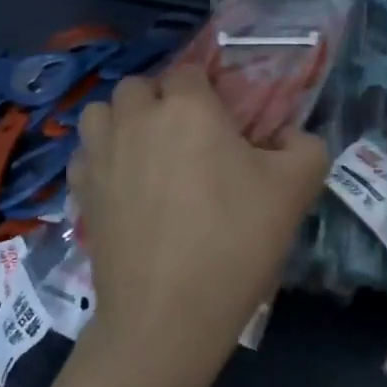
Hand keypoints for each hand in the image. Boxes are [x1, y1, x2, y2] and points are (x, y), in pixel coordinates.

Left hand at [64, 66, 328, 386]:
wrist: (168, 316)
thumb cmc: (235, 242)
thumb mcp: (297, 188)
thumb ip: (306, 145)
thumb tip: (288, 137)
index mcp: (188, 107)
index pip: (191, 71)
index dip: (210, 91)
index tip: (227, 123)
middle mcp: (136, 118)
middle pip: (141, 85)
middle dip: (163, 101)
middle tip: (190, 138)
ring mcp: (100, 154)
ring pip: (103, 112)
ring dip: (124, 120)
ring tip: (149, 152)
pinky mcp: (80, 192)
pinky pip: (86, 153)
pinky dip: (102, 157)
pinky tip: (125, 184)